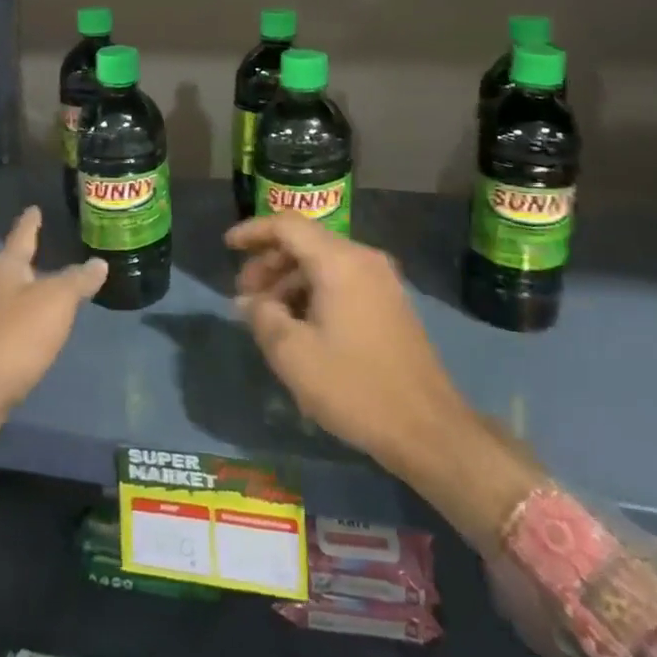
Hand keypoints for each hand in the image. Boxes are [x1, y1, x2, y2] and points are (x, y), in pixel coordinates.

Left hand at [0, 207, 106, 462]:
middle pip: (13, 265)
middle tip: (52, 248)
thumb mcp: (55, 303)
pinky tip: (38, 329)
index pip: (21, 234)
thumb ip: (77, 281)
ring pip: (10, 295)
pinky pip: (9, 323)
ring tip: (52, 287)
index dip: (31, 221)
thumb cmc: (13, 338)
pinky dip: (25, 319)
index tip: (34, 208)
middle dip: (30, 258)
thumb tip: (98, 262)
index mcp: (4, 268)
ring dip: (29, 291)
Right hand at [228, 213, 461, 473]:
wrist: (429, 431)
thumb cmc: (355, 387)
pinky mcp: (391, 304)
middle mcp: (364, 260)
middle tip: (244, 295)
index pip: (287, 225)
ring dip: (290, 280)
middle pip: (306, 242)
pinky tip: (300, 326)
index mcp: (340, 262)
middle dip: (269, 262)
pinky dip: (313, 292)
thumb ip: (263, 316)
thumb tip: (249, 300)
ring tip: (268, 316)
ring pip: (323, 263)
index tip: (227, 246)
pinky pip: (342, 281)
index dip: (253, 231)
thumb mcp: (293, 354)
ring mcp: (382, 282)